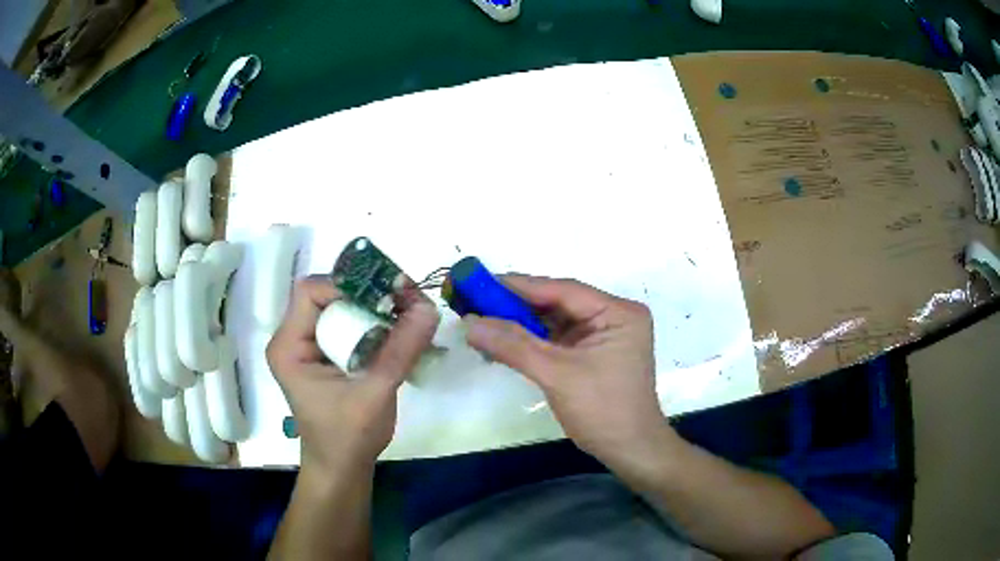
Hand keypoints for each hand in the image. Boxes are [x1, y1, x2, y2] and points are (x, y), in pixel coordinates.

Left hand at [266, 275, 438, 472]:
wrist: (342, 469)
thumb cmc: (348, 438)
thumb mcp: (374, 394)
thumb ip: (400, 351)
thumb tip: (429, 308)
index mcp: (289, 347)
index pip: (310, 292)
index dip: (348, 287)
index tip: (387, 298)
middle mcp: (294, 339)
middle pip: (328, 296)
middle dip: (368, 295)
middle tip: (407, 301)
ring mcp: (310, 347)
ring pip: (342, 309)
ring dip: (375, 309)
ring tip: (409, 314)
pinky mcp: (327, 356)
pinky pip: (349, 326)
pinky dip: (375, 325)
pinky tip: (400, 333)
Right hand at [464, 275, 670, 468]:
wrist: (629, 450)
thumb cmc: (602, 410)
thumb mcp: (557, 375)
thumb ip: (513, 346)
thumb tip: (469, 323)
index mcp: (618, 312)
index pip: (563, 290)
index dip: (520, 286)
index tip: (481, 283)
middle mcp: (613, 317)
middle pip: (558, 303)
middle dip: (517, 306)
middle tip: (476, 301)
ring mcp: (603, 336)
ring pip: (555, 322)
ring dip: (520, 324)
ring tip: (482, 320)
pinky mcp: (592, 354)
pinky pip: (556, 340)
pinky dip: (530, 342)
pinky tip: (502, 341)